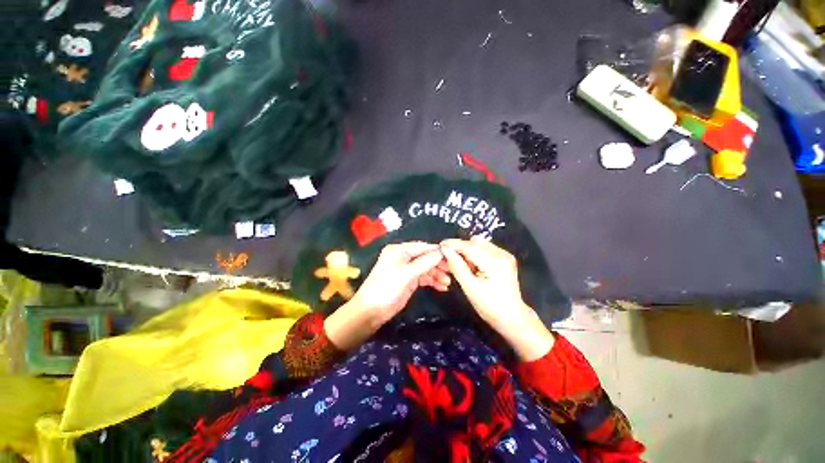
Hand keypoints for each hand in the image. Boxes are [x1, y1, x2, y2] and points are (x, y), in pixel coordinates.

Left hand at [325, 242, 449, 349]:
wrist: (372, 310)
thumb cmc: (387, 287)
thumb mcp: (407, 274)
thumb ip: (425, 262)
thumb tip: (441, 252)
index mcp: (399, 250)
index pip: (422, 247)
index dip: (436, 251)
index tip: (452, 256)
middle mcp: (403, 257)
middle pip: (425, 257)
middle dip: (438, 264)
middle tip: (451, 272)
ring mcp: (406, 269)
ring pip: (426, 268)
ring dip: (437, 274)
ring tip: (447, 283)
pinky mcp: (408, 280)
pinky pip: (423, 277)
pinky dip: (432, 281)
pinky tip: (442, 287)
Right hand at [440, 237, 553, 360]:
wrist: (512, 317)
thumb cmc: (490, 306)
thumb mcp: (470, 288)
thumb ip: (457, 266)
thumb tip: (445, 250)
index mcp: (495, 263)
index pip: (469, 247)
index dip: (453, 244)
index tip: (440, 245)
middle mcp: (502, 254)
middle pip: (474, 243)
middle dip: (460, 248)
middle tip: (449, 258)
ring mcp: (505, 254)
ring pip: (479, 244)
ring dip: (467, 250)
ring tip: (463, 265)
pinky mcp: (504, 257)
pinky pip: (484, 248)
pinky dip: (475, 253)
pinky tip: (473, 265)